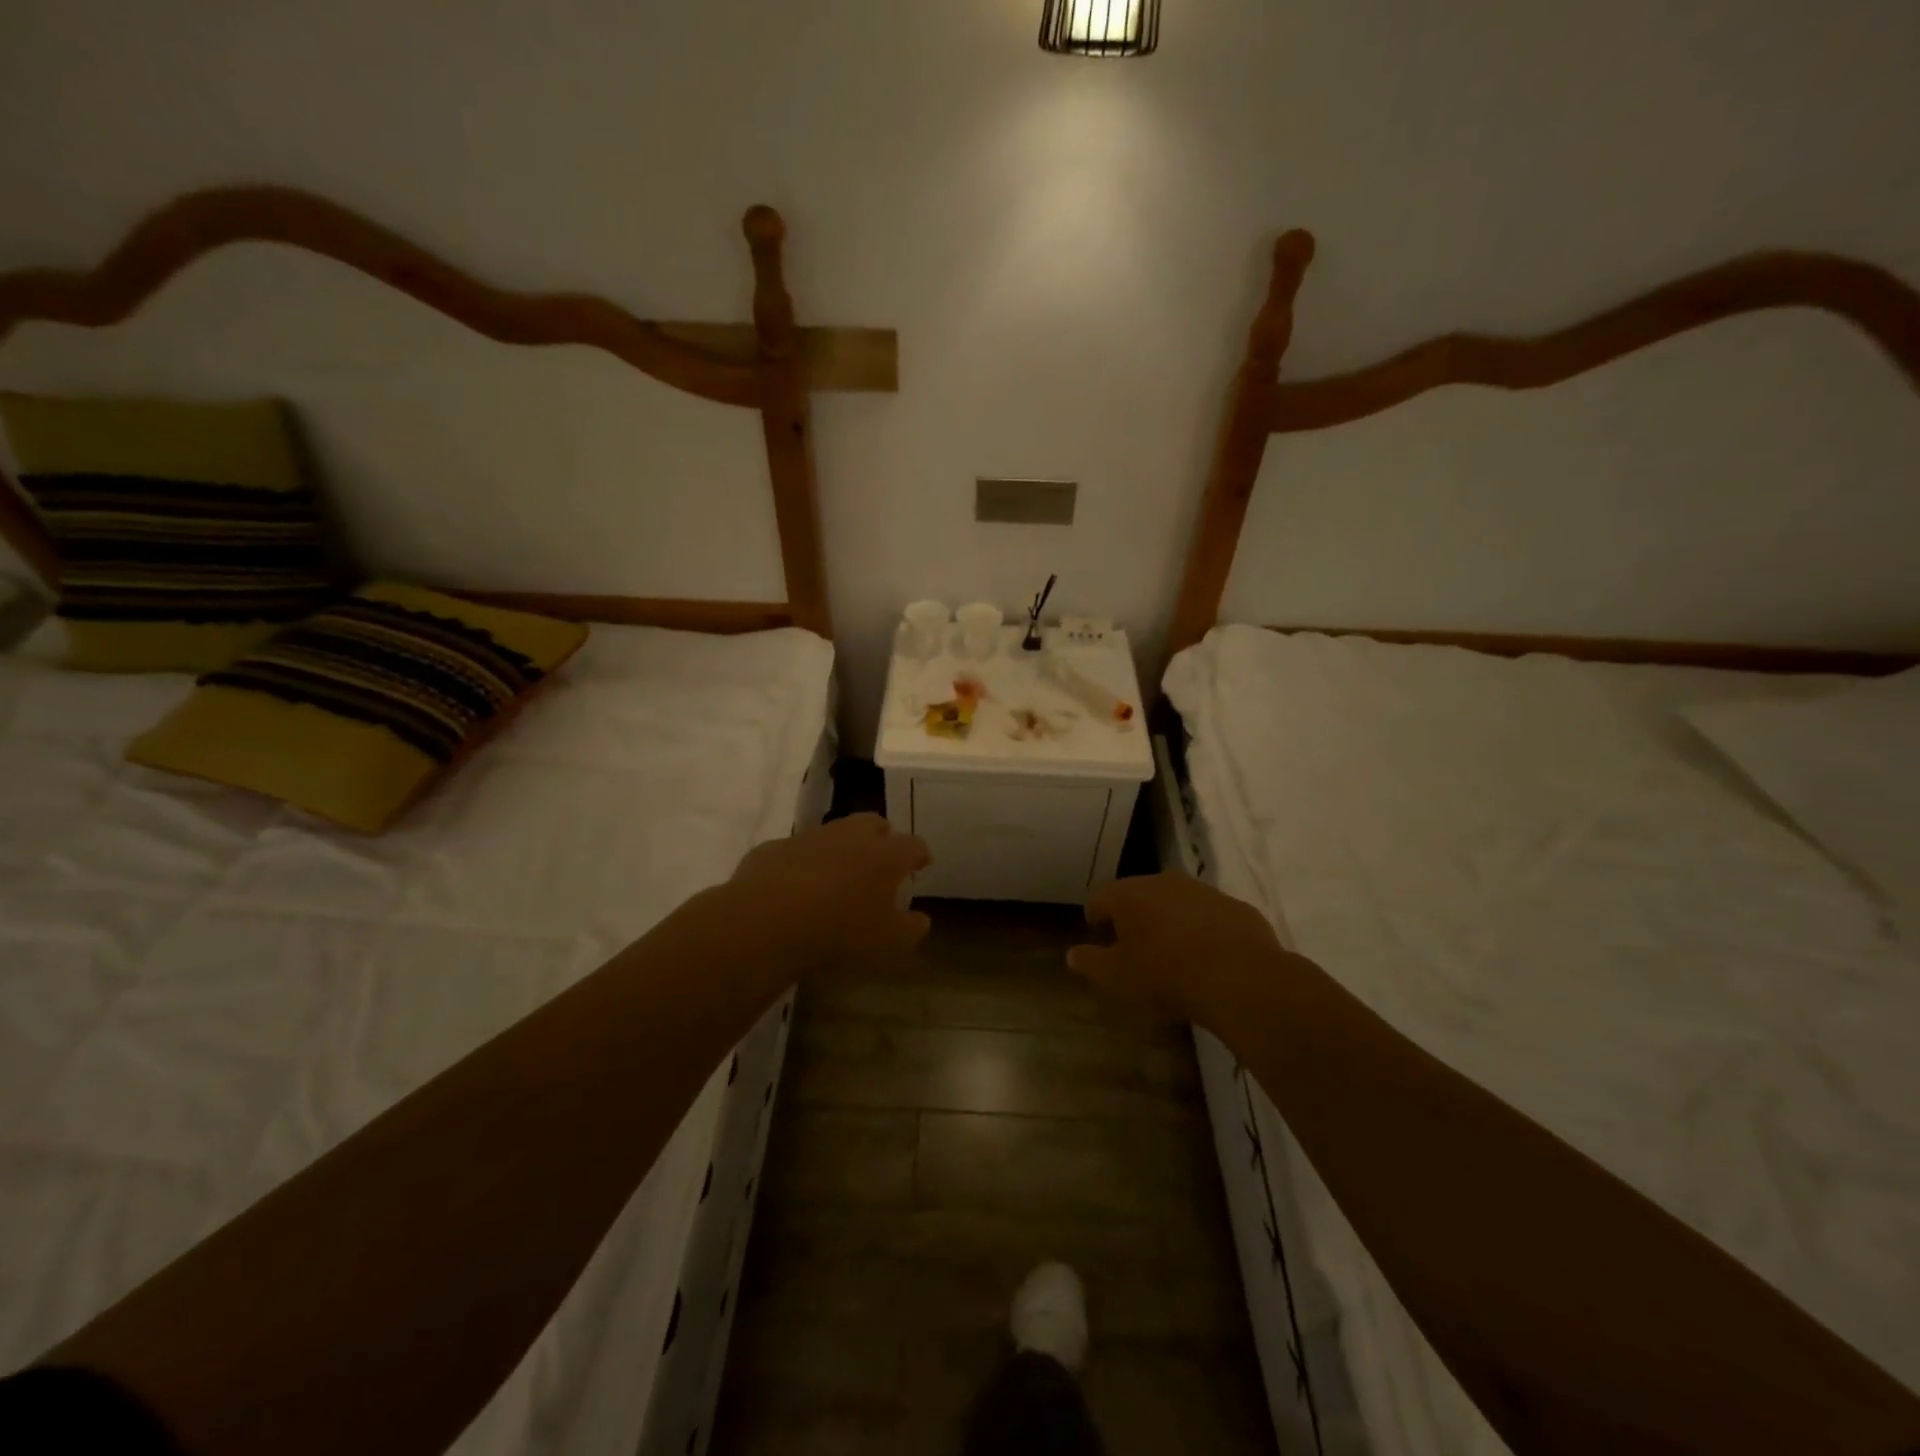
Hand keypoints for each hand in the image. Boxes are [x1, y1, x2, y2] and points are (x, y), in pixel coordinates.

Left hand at [728, 813, 932, 973]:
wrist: (770, 919)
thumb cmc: (842, 931)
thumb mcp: (889, 942)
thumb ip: (911, 929)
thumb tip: (920, 919)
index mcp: (886, 856)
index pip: (913, 845)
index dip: (919, 854)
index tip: (922, 863)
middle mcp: (851, 836)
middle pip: (873, 824)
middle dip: (881, 837)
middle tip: (881, 859)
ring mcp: (810, 838)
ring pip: (833, 832)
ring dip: (840, 847)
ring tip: (838, 873)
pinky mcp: (774, 848)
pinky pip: (795, 851)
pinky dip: (801, 863)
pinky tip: (795, 885)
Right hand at [1067, 872, 1283, 1026]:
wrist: (1240, 979)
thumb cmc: (1166, 975)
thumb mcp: (1117, 977)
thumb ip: (1090, 963)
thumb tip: (1072, 954)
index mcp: (1129, 895)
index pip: (1100, 897)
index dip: (1095, 917)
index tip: (1098, 936)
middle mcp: (1164, 882)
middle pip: (1139, 894)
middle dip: (1133, 916)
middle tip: (1134, 946)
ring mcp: (1204, 892)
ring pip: (1177, 902)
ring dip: (1170, 920)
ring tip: (1173, 952)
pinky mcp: (1237, 907)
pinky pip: (1210, 915)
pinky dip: (1204, 930)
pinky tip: (1209, 957)